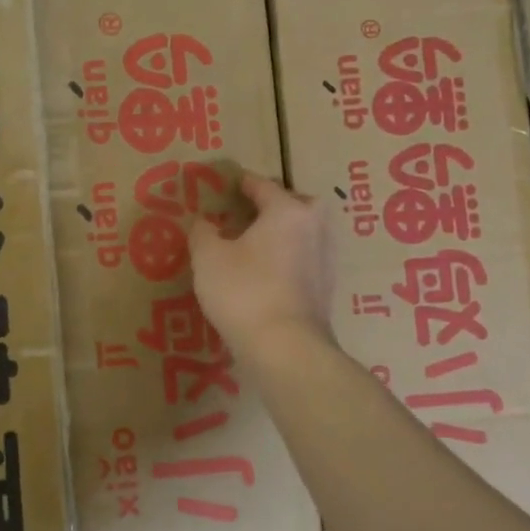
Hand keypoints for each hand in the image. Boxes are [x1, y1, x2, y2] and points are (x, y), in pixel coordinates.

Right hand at [188, 172, 335, 355]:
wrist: (285, 348)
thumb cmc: (244, 292)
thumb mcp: (208, 258)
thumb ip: (203, 233)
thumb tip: (204, 222)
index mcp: (287, 212)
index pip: (264, 186)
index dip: (245, 183)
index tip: (232, 182)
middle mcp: (314, 229)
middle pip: (298, 205)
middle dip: (277, 204)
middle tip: (253, 212)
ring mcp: (325, 260)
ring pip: (306, 233)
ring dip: (286, 233)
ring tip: (260, 243)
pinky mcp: (326, 290)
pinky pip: (306, 261)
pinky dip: (290, 259)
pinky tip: (271, 273)